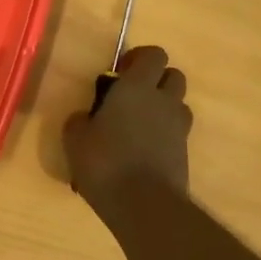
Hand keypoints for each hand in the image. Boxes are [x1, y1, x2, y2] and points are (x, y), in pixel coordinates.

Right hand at [63, 46, 191, 206]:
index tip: (120, 72)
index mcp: (137, 87)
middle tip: (131, 97)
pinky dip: (164, 134)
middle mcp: (163, 101)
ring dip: (163, 107)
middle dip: (156, 80)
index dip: (139, 58)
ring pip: (178, 104)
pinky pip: (176, 132)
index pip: (154, 54)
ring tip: (138, 125)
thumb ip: (80, 120)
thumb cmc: (105, 162)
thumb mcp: (75, 139)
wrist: (145, 205)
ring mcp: (179, 127)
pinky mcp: (185, 152)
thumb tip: (85, 117)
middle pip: (173, 75)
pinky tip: (142, 151)